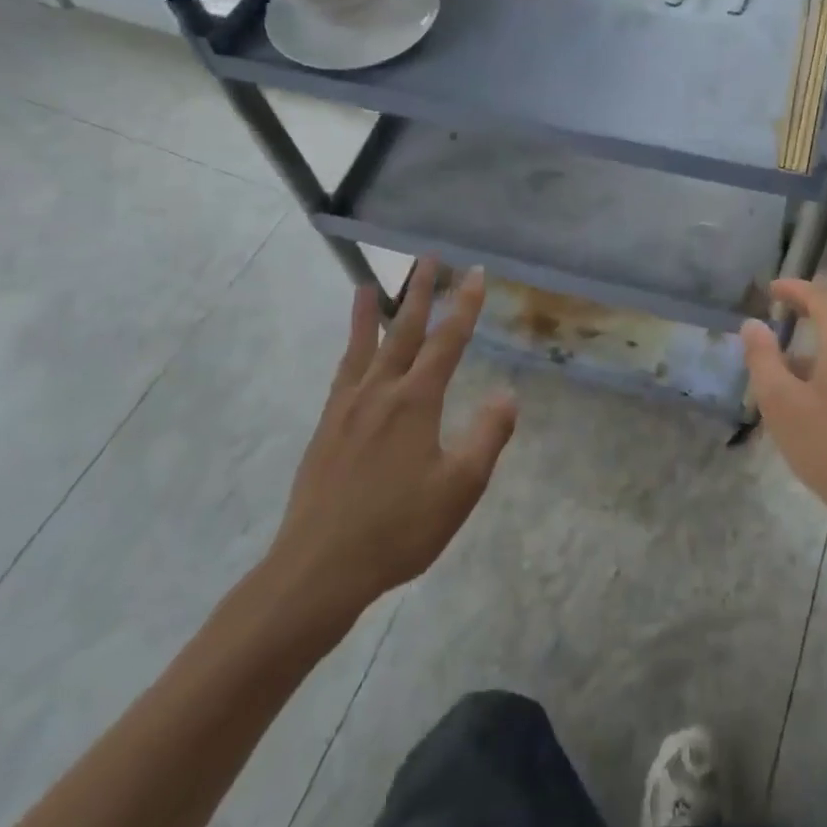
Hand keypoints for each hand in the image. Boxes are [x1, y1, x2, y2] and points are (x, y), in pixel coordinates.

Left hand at [261, 260, 516, 647]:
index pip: (447, 341)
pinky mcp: (326, 428)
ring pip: (364, 346)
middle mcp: (381, 392)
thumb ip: (487, 437)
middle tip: (428, 258)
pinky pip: (342, 373)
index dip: (464, 305)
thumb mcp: (459, 488)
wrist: (318, 569)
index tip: (475, 273)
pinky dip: (348, 350)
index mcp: (416, 401)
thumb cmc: (398, 529)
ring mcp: (348, 408)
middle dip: (420, 292)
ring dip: (373, 312)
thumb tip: (508, 394)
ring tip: (371, 283)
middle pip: (404, 330)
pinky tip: (351, 351)